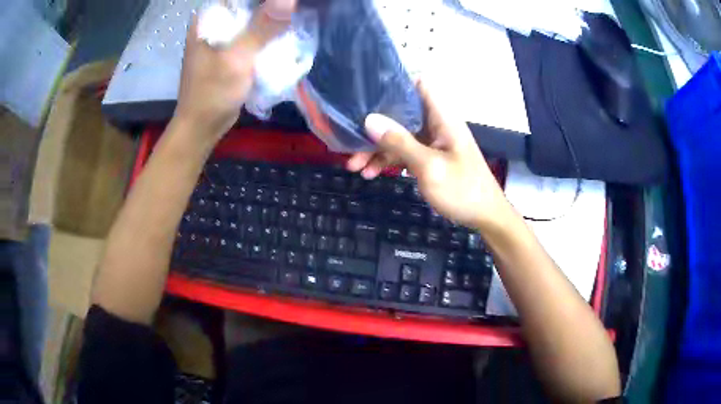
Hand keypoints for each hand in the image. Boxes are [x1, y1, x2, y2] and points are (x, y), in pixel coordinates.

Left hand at [173, 0, 295, 140]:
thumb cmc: (212, 93)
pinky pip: (252, 35)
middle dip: (271, 7)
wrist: (202, 127)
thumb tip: (288, 0)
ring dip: (272, 20)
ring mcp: (221, 38)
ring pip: (252, 19)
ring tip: (293, 19)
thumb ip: (262, 28)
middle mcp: (213, 24)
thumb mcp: (237, 59)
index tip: (284, 3)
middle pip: (247, 6)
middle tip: (294, 9)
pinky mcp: (229, 52)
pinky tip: (284, 35)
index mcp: (207, 20)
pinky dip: (267, 35)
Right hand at [346, 82, 513, 230]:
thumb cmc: (463, 190)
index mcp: (442, 117)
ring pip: (399, 135)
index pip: (421, 84)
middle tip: (351, 142)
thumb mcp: (429, 167)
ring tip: (354, 166)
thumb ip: (400, 142)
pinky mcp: (429, 157)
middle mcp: (436, 124)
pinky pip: (404, 152)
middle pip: (402, 112)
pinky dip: (388, 160)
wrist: (484, 217)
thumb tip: (369, 120)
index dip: (397, 83)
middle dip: (375, 125)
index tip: (369, 94)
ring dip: (377, 148)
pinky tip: (370, 173)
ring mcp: (432, 141)